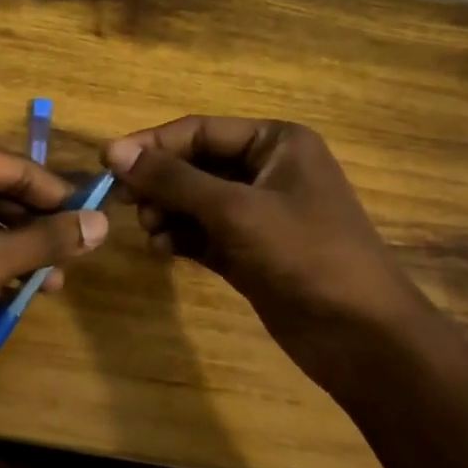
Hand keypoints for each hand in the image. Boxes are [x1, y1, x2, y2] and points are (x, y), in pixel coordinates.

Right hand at [102, 116, 433, 391]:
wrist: (362, 336)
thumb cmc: (305, 254)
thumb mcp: (235, 210)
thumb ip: (174, 180)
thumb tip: (115, 152)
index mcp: (276, 143)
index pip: (201, 130)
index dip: (152, 144)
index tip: (106, 161)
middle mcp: (267, 170)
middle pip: (195, 164)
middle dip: (160, 182)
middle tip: (125, 202)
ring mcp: (260, 213)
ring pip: (196, 200)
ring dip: (167, 210)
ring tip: (149, 229)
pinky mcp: (251, 251)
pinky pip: (204, 232)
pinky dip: (181, 236)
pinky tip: (162, 248)